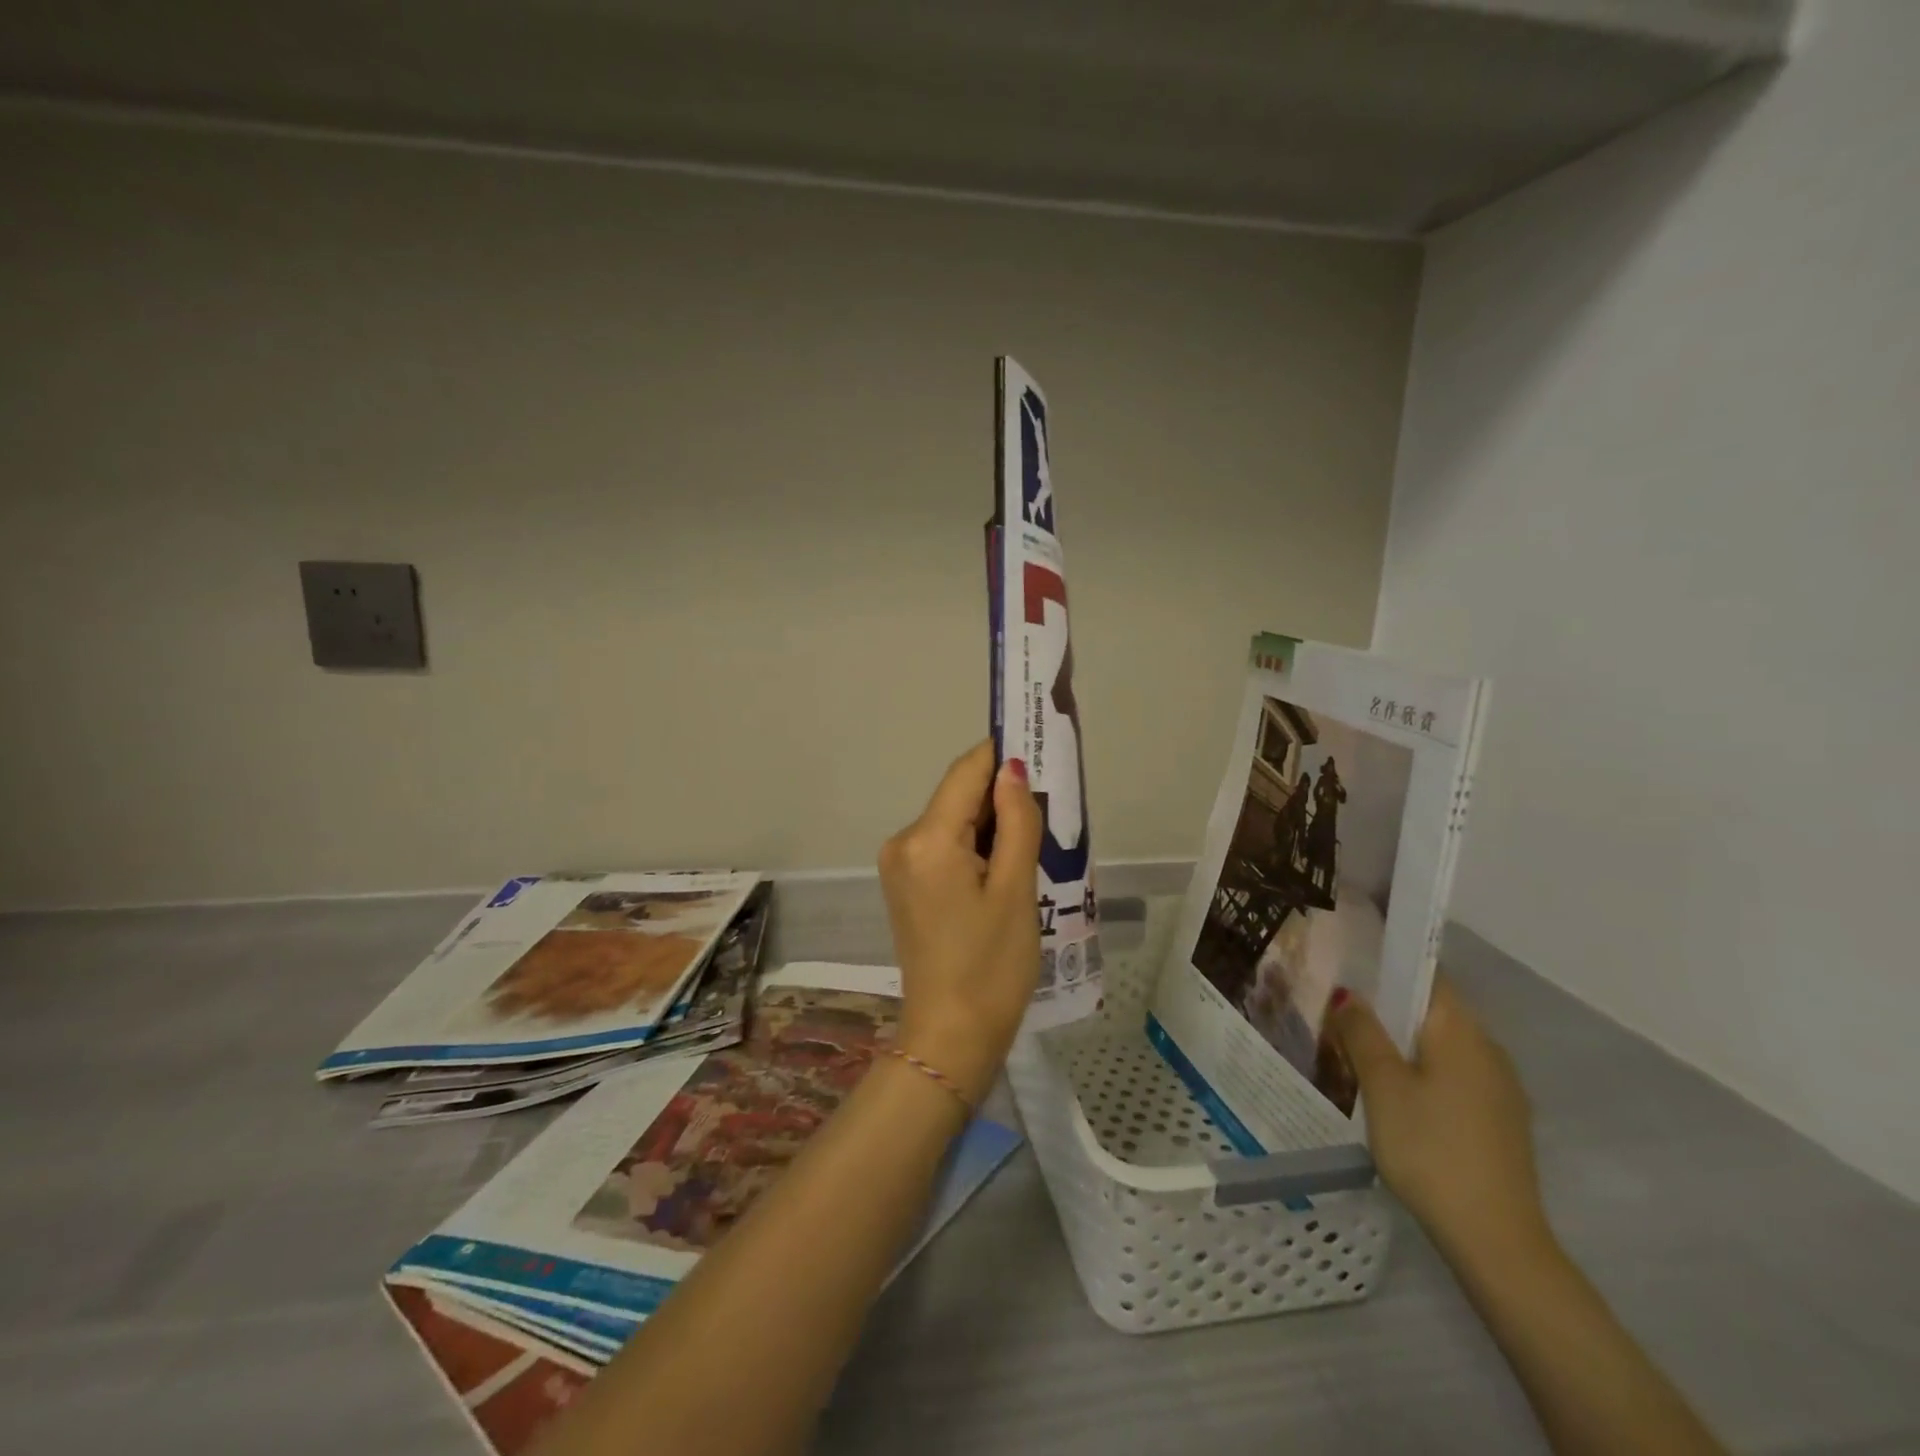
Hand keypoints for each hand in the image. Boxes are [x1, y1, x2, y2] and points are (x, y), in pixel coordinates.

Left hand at [878, 741, 1043, 1104]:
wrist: (950, 1037)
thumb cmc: (992, 966)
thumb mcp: (1017, 889)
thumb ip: (1017, 820)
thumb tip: (1012, 768)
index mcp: (927, 839)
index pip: (967, 771)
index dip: (1003, 754)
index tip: (1042, 747)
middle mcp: (903, 841)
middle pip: (958, 795)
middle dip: (1002, 795)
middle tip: (1051, 806)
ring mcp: (898, 864)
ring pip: (953, 820)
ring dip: (991, 823)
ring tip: (1036, 843)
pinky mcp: (904, 884)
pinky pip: (943, 846)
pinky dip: (975, 846)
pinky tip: (1005, 867)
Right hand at [1330, 976, 1551, 1269]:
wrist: (1495, 1240)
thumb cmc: (1430, 1148)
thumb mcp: (1382, 1085)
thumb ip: (1362, 1032)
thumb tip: (1348, 994)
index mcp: (1461, 1031)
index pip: (1426, 974)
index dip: (1389, 963)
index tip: (1350, 965)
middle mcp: (1488, 1049)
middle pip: (1432, 1010)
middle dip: (1388, 1007)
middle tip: (1340, 1013)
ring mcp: (1500, 1088)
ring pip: (1441, 1045)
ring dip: (1403, 1042)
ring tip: (1357, 1053)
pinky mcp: (1500, 1120)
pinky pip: (1453, 1075)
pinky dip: (1422, 1071)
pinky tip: (1394, 1096)